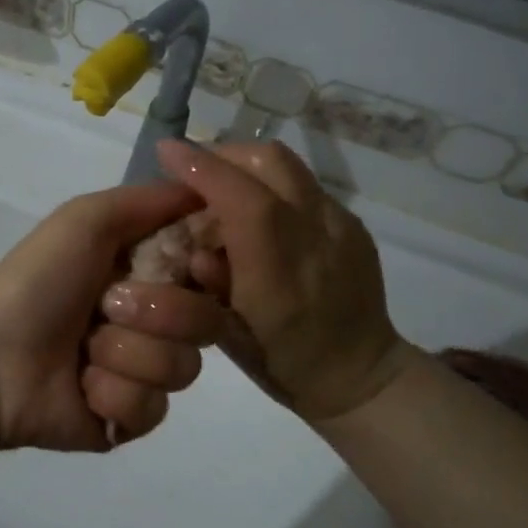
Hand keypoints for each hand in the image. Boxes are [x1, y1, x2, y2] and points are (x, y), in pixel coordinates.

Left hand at [0, 182, 226, 451]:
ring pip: (183, 368)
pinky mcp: (132, 417)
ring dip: (126, 355)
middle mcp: (155, 319)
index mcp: (148, 271)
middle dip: (159, 312)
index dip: (211, 270)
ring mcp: (145, 371)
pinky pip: (154, 409)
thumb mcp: (87, 219)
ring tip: (84, 351)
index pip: (213, 270)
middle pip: (208, 321)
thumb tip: (209, 193)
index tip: (191, 265)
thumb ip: (151, 199)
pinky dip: (113, 394)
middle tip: (106, 307)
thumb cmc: (38, 280)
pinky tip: (81, 387)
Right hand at [155, 139, 414, 423]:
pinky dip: (270, 184)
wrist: (360, 376)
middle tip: (193, 169)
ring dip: (246, 165)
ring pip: (289, 166)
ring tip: (221, 184)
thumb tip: (191, 243)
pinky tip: (258, 211)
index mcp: (281, 271)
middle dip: (223, 154)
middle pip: (270, 161)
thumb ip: (208, 282)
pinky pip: (304, 186)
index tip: (166, 151)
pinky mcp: (353, 226)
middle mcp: (317, 236)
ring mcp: (341, 226)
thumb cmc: (284, 363)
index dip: (201, 168)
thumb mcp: (230, 335)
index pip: (242, 197)